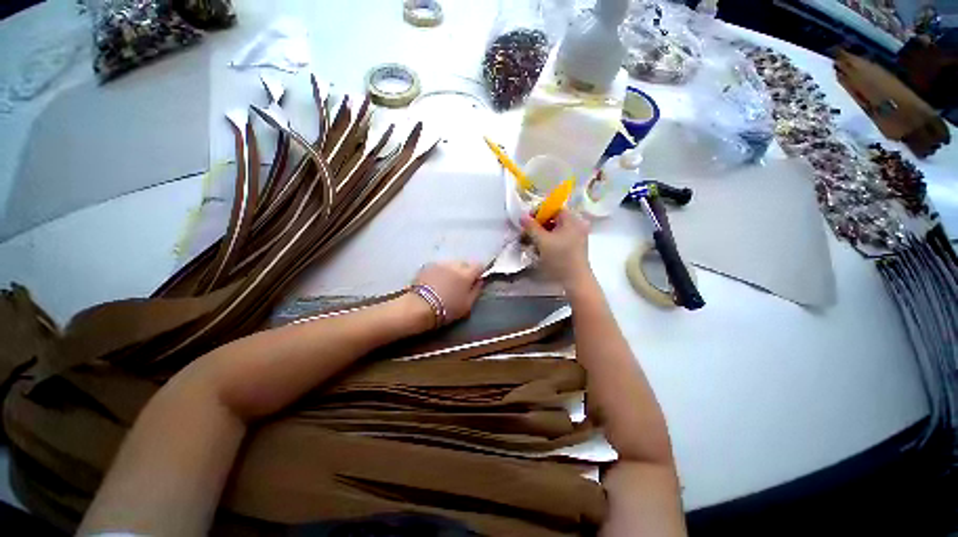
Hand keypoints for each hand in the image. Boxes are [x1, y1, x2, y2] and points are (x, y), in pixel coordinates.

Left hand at [412, 261, 483, 323]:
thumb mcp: (467, 305)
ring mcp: (439, 264)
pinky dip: (440, 272)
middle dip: (465, 271)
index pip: (479, 265)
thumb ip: (476, 291)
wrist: (419, 307)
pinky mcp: (427, 266)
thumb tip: (480, 281)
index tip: (476, 281)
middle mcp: (454, 265)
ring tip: (446, 284)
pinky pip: (439, 267)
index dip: (479, 273)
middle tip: (460, 285)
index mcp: (466, 274)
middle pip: (464, 263)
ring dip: (452, 271)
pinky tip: (435, 283)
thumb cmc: (447, 309)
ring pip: (451, 264)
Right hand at [521, 209, 592, 289]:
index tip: (527, 222)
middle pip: (554, 219)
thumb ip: (531, 227)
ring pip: (556, 230)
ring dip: (543, 234)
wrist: (576, 280)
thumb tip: (522, 216)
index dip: (539, 212)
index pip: (553, 208)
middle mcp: (577, 225)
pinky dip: (550, 241)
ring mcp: (578, 236)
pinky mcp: (576, 246)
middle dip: (539, 225)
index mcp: (571, 220)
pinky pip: (561, 238)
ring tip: (532, 244)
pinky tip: (542, 250)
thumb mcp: (542, 241)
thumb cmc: (560, 258)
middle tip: (527, 234)